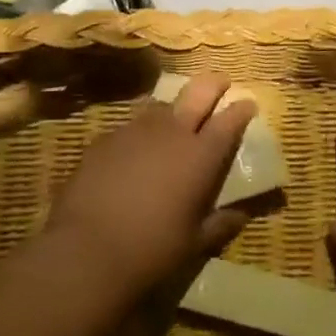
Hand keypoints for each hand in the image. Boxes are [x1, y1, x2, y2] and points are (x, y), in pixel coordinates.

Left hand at [46, 75, 256, 295]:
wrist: (86, 251)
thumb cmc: (152, 249)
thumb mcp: (196, 242)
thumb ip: (222, 223)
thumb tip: (243, 214)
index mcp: (201, 155)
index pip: (230, 119)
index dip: (241, 109)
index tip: (248, 103)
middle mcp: (172, 132)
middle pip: (199, 92)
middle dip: (214, 84)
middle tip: (221, 83)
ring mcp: (135, 131)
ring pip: (162, 107)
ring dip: (174, 110)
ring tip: (173, 124)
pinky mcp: (105, 139)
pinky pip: (130, 128)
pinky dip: (140, 135)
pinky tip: (133, 154)